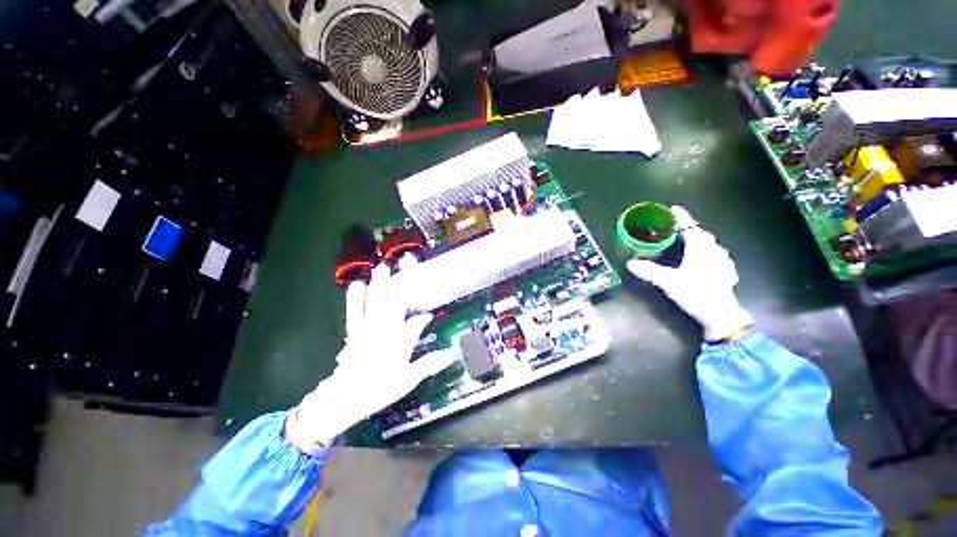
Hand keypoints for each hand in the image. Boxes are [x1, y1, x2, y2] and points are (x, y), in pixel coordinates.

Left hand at [286, 257, 453, 451]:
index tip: (428, 312)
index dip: (422, 316)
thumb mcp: (408, 379)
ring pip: (373, 302)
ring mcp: (366, 329)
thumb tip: (448, 354)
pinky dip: (355, 298)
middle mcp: (383, 331)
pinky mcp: (353, 332)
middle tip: (403, 264)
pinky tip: (356, 286)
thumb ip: (427, 364)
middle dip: (398, 284)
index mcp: (398, 342)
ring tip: (379, 268)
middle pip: (392, 303)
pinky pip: (354, 310)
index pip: (414, 322)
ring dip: (377, 285)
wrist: (349, 393)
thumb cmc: (380, 388)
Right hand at [626, 206, 752, 341]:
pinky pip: (716, 255)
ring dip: (698, 243)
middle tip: (672, 234)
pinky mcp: (727, 268)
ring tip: (688, 248)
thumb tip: (631, 264)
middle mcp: (711, 243)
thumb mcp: (670, 283)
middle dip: (685, 230)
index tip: (665, 213)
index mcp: (697, 241)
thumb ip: (651, 271)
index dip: (674, 215)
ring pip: (708, 243)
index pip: (685, 219)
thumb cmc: (696, 293)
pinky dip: (708, 255)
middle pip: (696, 230)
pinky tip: (705, 264)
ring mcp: (722, 255)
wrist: (721, 314)